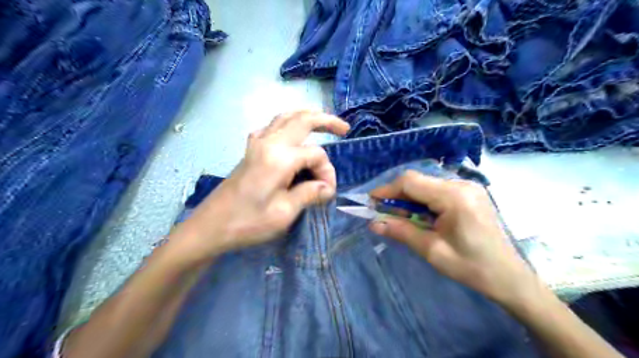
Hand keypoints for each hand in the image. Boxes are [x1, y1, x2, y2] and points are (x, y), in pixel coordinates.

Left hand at [170, 110, 348, 260]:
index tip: (327, 194)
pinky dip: (286, 124)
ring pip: (285, 117)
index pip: (316, 155)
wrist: (210, 227)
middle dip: (326, 120)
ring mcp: (256, 144)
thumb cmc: (248, 223)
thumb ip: (309, 193)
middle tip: (344, 129)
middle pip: (302, 120)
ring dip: (306, 116)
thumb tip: (327, 187)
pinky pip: (271, 127)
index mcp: (280, 158)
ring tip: (323, 122)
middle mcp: (268, 143)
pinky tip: (290, 135)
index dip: (327, 173)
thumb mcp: (285, 212)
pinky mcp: (250, 150)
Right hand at [368, 170, 534, 304]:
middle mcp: (461, 184)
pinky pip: (437, 190)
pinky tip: (420, 216)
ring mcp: (468, 187)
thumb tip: (373, 223)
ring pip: (426, 184)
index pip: (411, 182)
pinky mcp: (469, 193)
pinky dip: (422, 200)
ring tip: (400, 218)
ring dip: (409, 198)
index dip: (387, 189)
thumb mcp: (432, 251)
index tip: (371, 202)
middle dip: (397, 195)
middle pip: (418, 181)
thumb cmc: (471, 267)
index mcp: (454, 197)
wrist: (508, 277)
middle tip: (384, 213)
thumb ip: (401, 232)